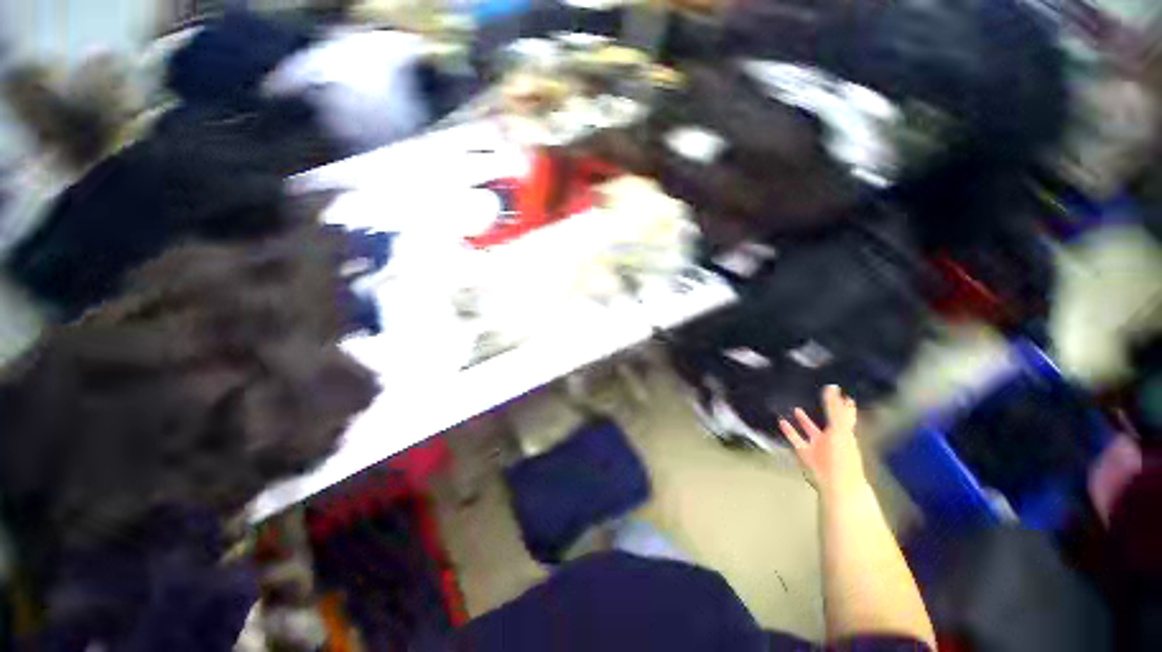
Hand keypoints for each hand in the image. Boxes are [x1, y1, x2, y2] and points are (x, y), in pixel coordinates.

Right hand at [779, 385, 865, 494]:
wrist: (835, 482)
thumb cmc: (842, 455)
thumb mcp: (839, 428)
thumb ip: (834, 408)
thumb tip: (832, 386)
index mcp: (845, 433)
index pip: (846, 416)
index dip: (846, 406)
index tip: (846, 396)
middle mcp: (833, 438)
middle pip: (829, 423)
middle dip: (826, 413)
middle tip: (822, 399)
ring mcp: (818, 446)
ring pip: (811, 430)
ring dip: (804, 421)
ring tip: (796, 409)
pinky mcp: (805, 453)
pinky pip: (795, 439)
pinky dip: (789, 431)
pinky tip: (781, 422)